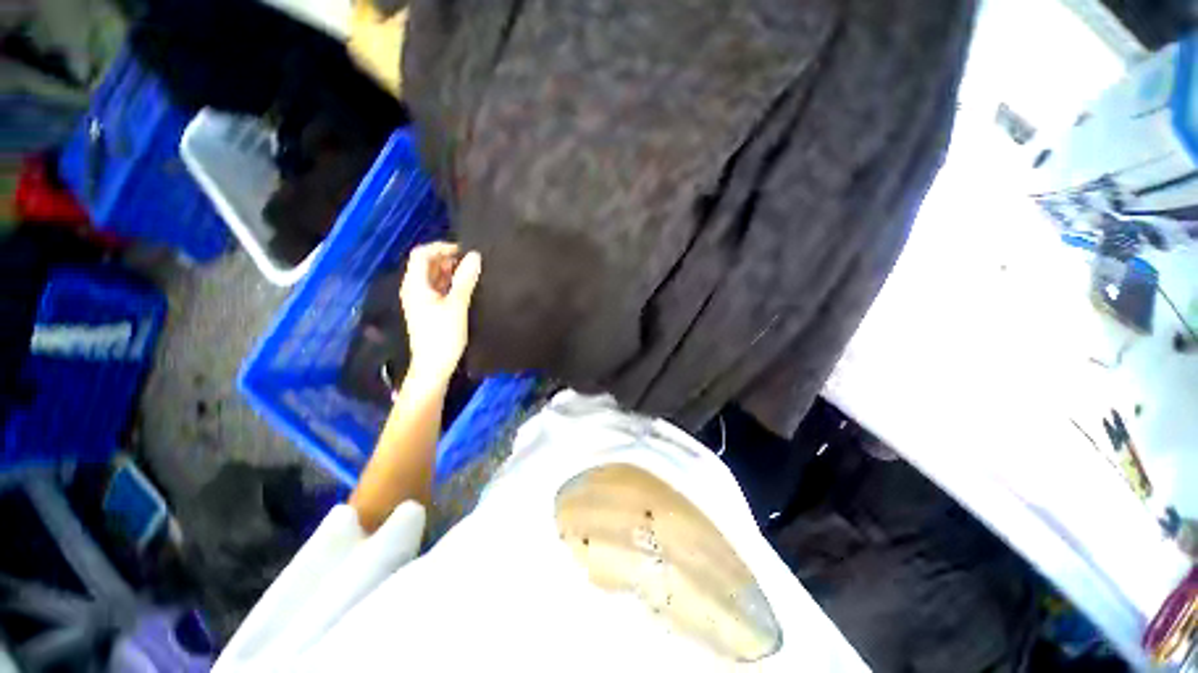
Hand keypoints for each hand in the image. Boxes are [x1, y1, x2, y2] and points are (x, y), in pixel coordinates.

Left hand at [399, 242, 480, 383]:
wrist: (434, 366)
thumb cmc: (443, 335)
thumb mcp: (457, 305)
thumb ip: (466, 280)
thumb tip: (475, 256)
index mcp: (415, 285)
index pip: (422, 254)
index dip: (441, 247)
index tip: (464, 250)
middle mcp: (414, 289)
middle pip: (427, 264)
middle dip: (448, 258)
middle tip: (472, 261)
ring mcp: (421, 300)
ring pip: (434, 276)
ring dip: (451, 271)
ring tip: (473, 272)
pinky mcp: (430, 309)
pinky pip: (439, 288)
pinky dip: (451, 283)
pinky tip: (467, 286)